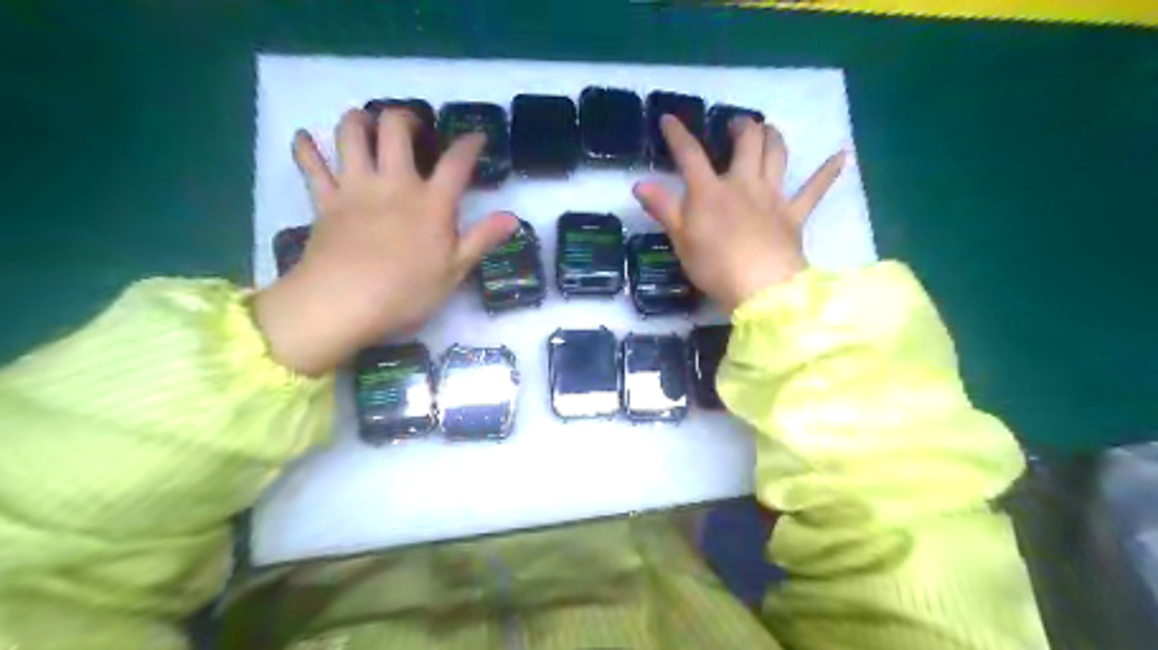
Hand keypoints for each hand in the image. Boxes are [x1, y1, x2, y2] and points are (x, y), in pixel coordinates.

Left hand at [262, 106, 521, 375]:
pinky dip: (306, 149)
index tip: (477, 136)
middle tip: (413, 127)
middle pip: (396, 129)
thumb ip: (482, 239)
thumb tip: (513, 217)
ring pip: (351, 134)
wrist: (344, 303)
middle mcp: (394, 183)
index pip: (456, 163)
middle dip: (405, 118)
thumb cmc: (407, 292)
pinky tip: (305, 138)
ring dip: (359, 120)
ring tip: (366, 123)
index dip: (470, 144)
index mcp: (431, 203)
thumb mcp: (455, 271)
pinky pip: (311, 166)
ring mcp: (355, 188)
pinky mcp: (325, 200)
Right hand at [637, 116, 846, 315]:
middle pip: (746, 143)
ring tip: (769, 130)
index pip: (690, 155)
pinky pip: (815, 190)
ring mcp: (772, 197)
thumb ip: (663, 209)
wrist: (761, 288)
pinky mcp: (794, 215)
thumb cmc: (714, 266)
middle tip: (736, 125)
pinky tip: (842, 155)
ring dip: (773, 137)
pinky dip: (828, 172)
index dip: (678, 135)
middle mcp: (743, 184)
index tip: (669, 118)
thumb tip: (640, 184)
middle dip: (741, 127)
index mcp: (710, 191)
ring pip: (777, 155)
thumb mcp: (680, 240)